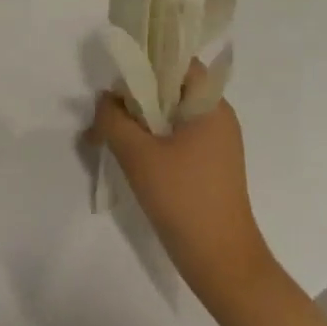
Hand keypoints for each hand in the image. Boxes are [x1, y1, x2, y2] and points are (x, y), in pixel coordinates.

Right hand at [89, 77, 277, 317]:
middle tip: (104, 112)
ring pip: (170, 116)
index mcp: (210, 105)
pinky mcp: (209, 167)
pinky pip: (175, 139)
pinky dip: (151, 141)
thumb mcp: (138, 155)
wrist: (222, 263)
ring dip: (139, 121)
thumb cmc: (184, 200)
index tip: (116, 77)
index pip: (178, 62)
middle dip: (135, 97)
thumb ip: (113, 119)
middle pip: (171, 89)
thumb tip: (106, 100)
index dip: (146, 62)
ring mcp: (215, 144)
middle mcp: (217, 117)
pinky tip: (127, 157)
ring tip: (107, 136)